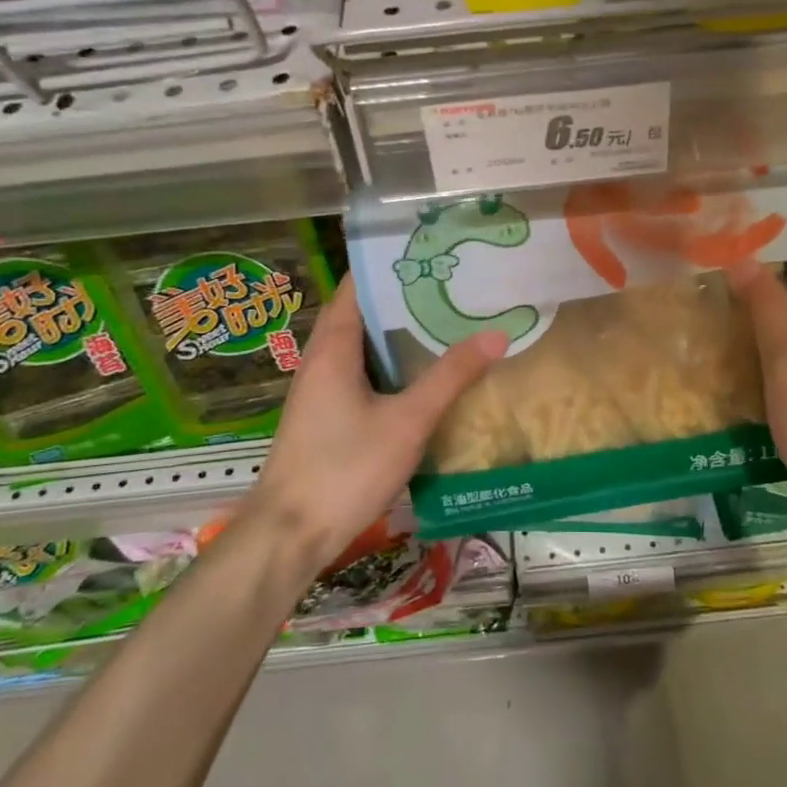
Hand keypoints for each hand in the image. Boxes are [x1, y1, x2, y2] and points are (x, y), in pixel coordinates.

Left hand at [244, 276, 506, 573]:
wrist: (290, 534)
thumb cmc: (345, 467)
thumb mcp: (408, 420)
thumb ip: (451, 377)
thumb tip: (496, 335)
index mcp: (333, 348)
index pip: (357, 286)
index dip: (389, 266)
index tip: (431, 253)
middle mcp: (321, 360)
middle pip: (362, 313)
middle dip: (403, 298)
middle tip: (452, 285)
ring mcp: (321, 389)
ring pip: (363, 347)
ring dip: (398, 333)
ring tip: (446, 319)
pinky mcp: (326, 415)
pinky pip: (361, 373)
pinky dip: (390, 364)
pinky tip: (423, 374)